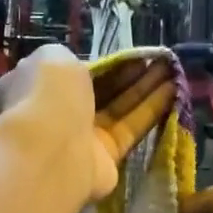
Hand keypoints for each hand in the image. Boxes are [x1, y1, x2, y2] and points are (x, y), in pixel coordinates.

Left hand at [0, 44, 177, 201]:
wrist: (53, 149)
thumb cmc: (49, 95)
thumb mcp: (54, 57)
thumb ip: (69, 59)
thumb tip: (79, 70)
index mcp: (39, 87)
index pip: (73, 73)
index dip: (103, 63)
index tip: (130, 54)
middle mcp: (61, 113)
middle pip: (101, 91)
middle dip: (130, 74)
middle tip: (158, 59)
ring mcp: (84, 138)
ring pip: (120, 108)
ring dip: (146, 88)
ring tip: (172, 69)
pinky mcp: (107, 158)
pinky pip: (131, 129)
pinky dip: (151, 109)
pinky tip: (173, 90)